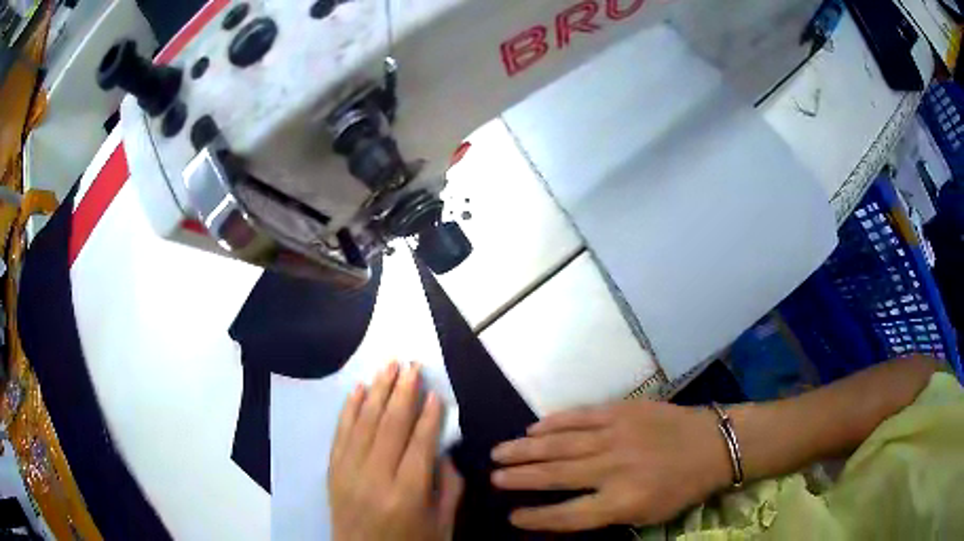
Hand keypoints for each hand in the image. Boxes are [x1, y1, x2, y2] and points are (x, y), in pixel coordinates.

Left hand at [329, 362, 463, 540]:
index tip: (435, 392)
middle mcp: (375, 478)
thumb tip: (443, 450)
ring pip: (364, 423)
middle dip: (403, 392)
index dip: (429, 416)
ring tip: (388, 366)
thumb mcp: (442, 525)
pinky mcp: (332, 471)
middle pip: (390, 426)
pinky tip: (359, 389)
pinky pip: (340, 434)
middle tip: (412, 365)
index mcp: (407, 494)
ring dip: (377, 391)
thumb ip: (449, 487)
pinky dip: (349, 409)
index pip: (420, 444)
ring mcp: (348, 473)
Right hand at [491, 399, 731, 531]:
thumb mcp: (647, 515)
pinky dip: (554, 422)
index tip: (511, 516)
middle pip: (556, 475)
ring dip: (525, 449)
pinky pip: (580, 416)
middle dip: (520, 477)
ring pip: (560, 444)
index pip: (568, 514)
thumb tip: (565, 511)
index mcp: (623, 502)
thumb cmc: (682, 487)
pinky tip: (534, 428)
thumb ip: (606, 514)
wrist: (713, 443)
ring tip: (499, 452)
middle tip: (493, 477)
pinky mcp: (622, 410)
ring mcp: (617, 435)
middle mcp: (614, 469)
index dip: (536, 517)